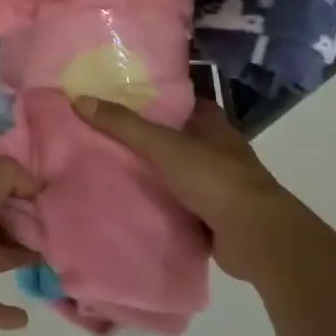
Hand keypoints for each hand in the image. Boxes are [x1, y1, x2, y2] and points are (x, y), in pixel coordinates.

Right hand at [71, 96, 300, 282]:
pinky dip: (163, 204)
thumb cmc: (214, 178)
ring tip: (112, 168)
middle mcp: (219, 150)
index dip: (155, 99)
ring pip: (178, 171)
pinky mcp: (217, 216)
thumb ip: (123, 125)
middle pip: (177, 137)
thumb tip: (79, 99)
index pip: (181, 102)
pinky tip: (134, 204)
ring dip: (155, 173)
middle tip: (106, 135)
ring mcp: (220, 184)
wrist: (257, 237)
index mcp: (213, 124)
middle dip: (149, 137)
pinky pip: (182, 204)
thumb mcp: (163, 145)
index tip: (122, 99)